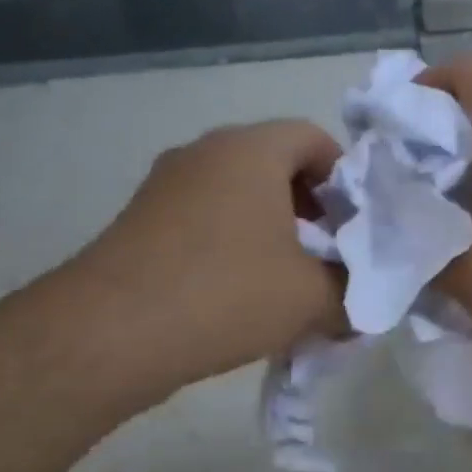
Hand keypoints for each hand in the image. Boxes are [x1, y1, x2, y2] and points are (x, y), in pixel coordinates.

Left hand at [67, 120, 344, 394]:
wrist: (109, 333)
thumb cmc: (227, 293)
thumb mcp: (313, 298)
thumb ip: (353, 293)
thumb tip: (362, 303)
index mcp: (251, 150)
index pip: (314, 137)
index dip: (346, 179)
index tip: (354, 226)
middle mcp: (205, 152)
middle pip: (276, 164)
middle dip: (312, 208)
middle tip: (329, 255)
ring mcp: (165, 184)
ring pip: (238, 193)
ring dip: (273, 228)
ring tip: (287, 280)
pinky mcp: (140, 219)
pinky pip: (205, 217)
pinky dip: (233, 243)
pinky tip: (240, 293)